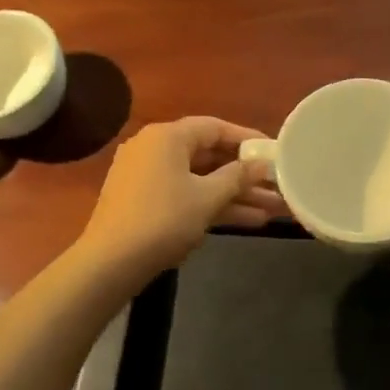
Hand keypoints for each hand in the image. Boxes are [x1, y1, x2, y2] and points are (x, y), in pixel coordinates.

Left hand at [78, 116, 282, 275]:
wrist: (110, 263)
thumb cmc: (163, 220)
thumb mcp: (207, 197)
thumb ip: (238, 177)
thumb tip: (262, 164)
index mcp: (167, 136)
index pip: (215, 127)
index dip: (248, 140)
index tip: (274, 152)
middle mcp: (155, 148)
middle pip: (209, 155)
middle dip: (246, 174)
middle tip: (279, 185)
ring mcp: (147, 176)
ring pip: (200, 179)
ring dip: (235, 194)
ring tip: (274, 209)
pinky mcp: (144, 201)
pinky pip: (186, 194)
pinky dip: (212, 204)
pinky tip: (248, 221)